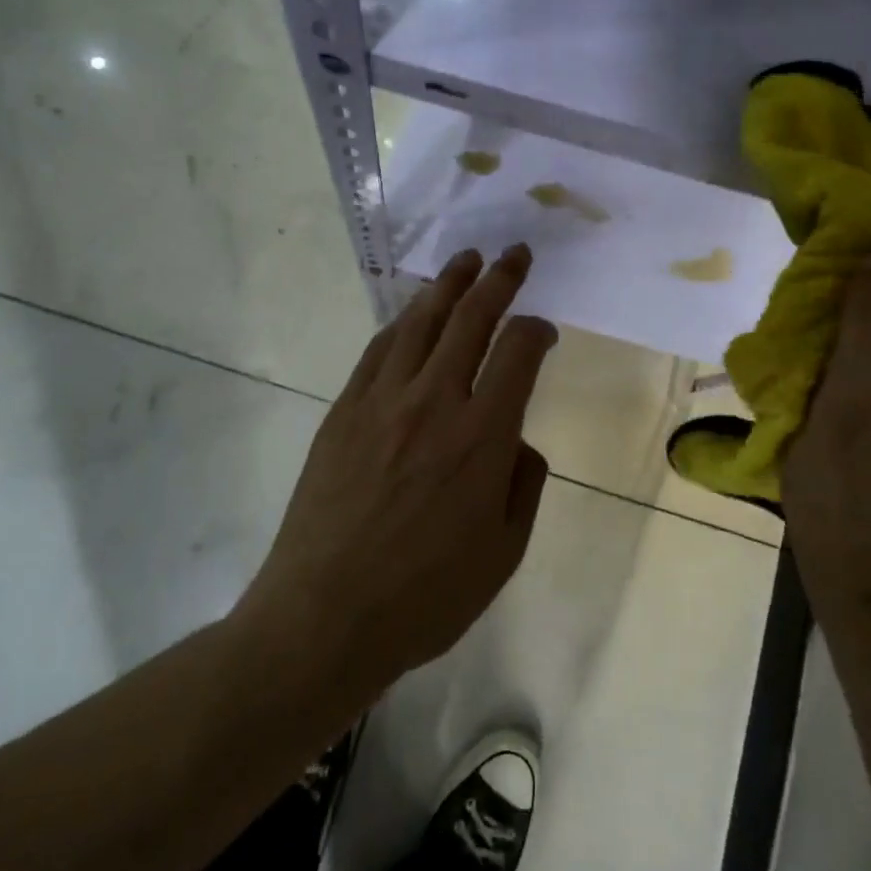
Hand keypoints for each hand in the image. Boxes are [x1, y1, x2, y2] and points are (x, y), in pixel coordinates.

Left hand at [237, 245, 557, 699]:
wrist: (326, 615)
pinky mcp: (344, 410)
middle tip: (513, 254)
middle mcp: (435, 402)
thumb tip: (516, 440)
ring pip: (421, 322)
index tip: (544, 329)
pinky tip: (413, 314)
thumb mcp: (504, 553)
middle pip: (471, 319)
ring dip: (448, 285)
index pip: (519, 353)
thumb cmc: (426, 597)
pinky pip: (378, 350)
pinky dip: (402, 323)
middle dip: (499, 280)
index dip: (537, 329)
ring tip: (466, 260)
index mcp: (483, 437)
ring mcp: (382, 401)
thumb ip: (523, 484)